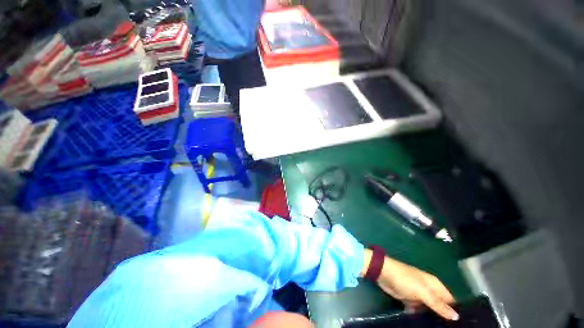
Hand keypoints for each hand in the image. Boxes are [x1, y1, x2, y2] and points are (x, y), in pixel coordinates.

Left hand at [361, 250, 458, 320]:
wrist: (383, 273)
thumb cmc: (404, 279)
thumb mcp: (423, 291)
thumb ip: (438, 304)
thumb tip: (456, 316)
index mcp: (434, 285)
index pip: (450, 301)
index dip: (455, 313)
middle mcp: (428, 290)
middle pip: (439, 306)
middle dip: (443, 318)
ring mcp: (418, 295)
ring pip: (428, 310)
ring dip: (431, 319)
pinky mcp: (408, 299)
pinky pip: (417, 310)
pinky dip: (419, 317)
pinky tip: (423, 327)